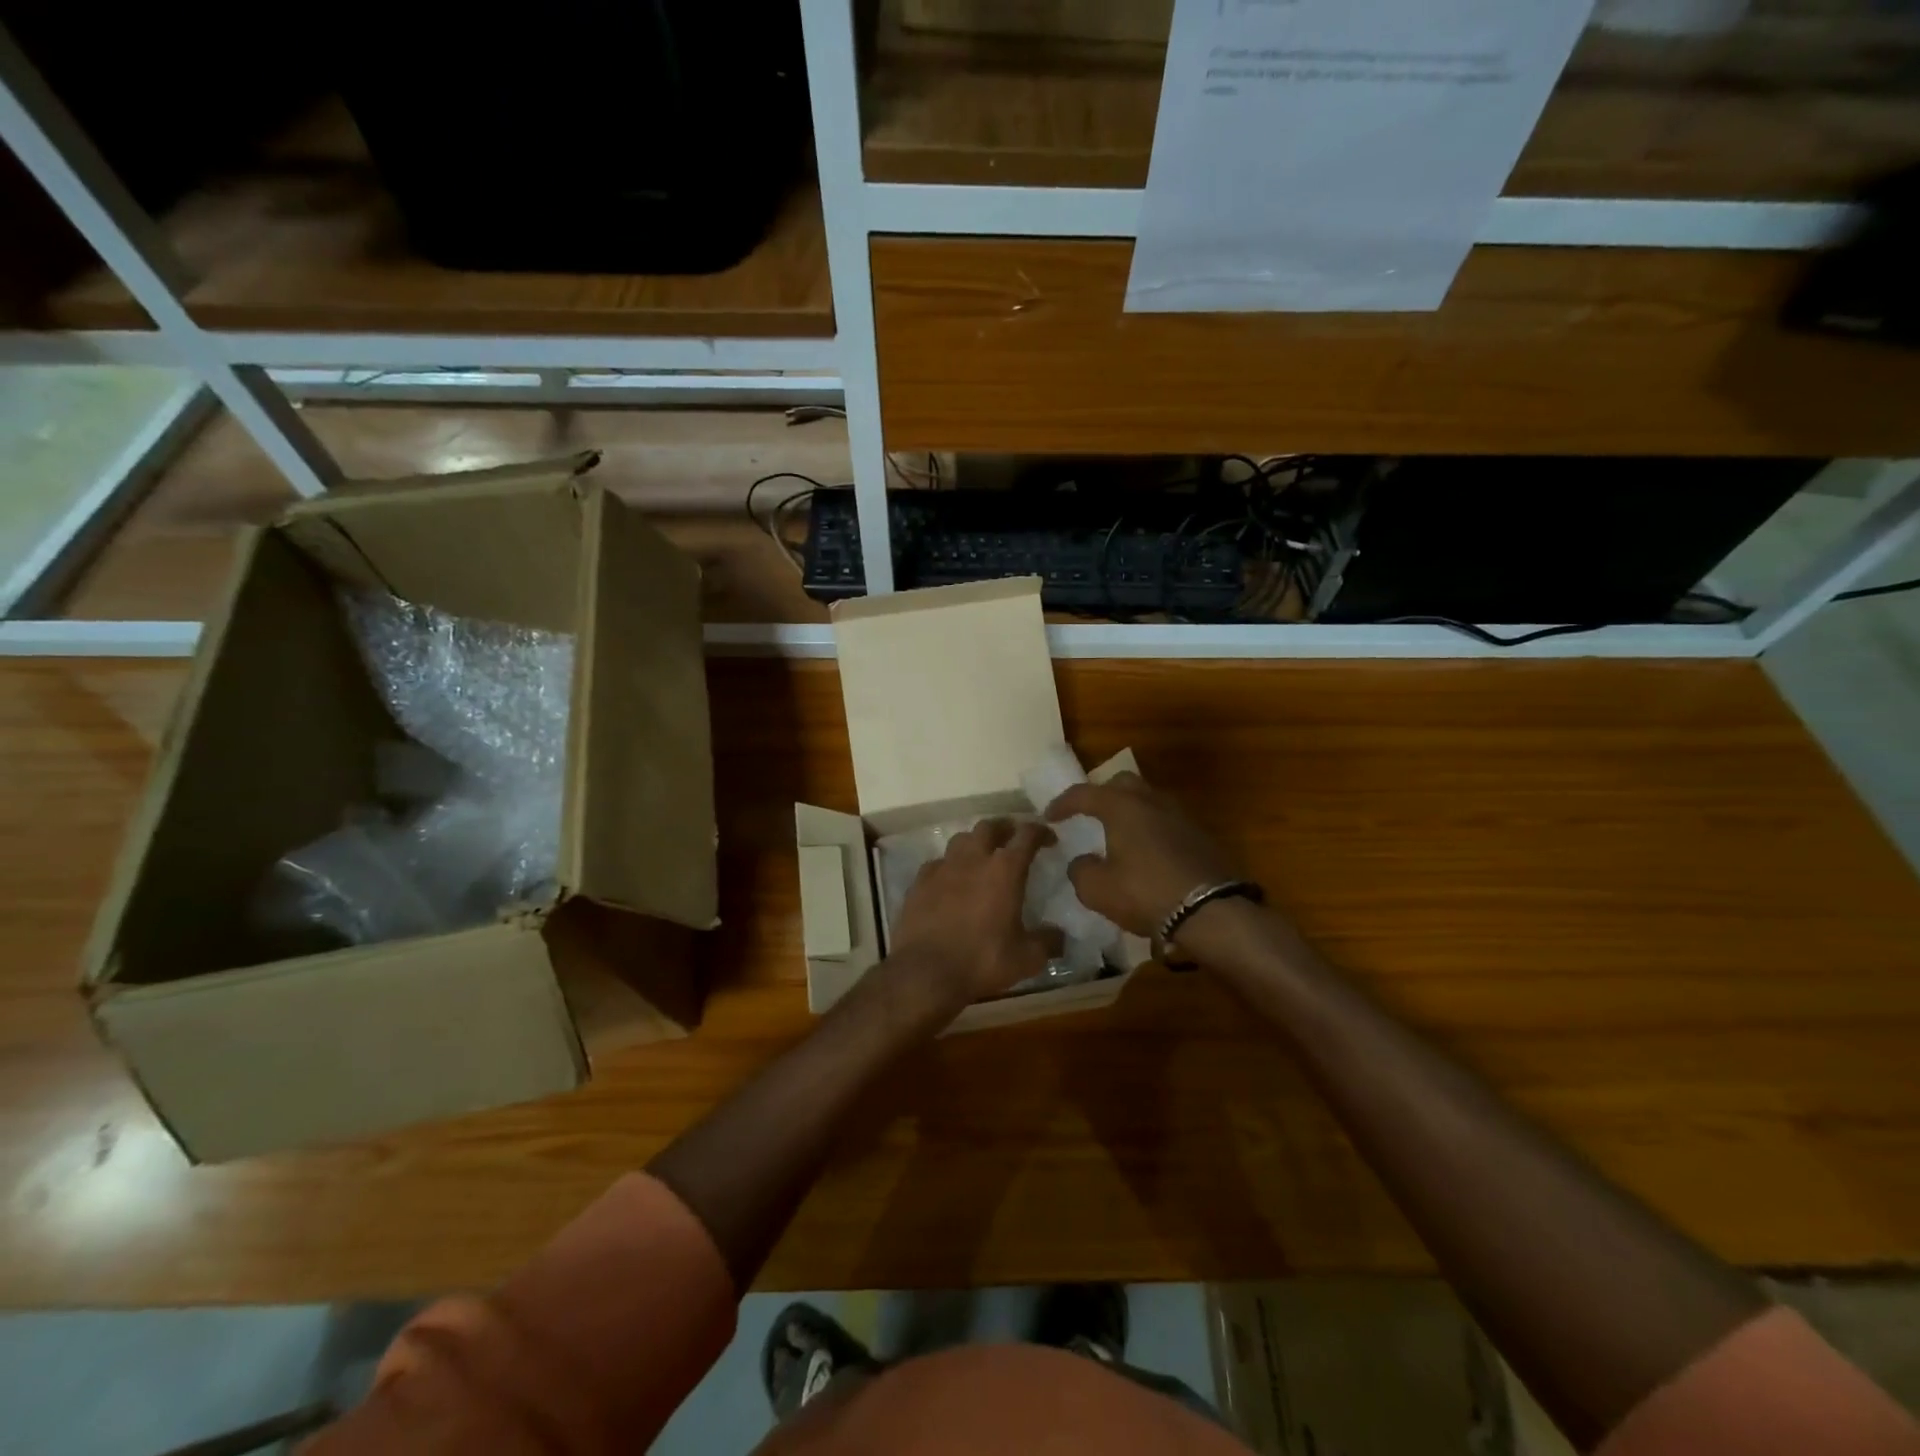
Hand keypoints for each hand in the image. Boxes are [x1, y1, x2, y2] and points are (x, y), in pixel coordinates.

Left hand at [887, 818, 1062, 1010]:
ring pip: (961, 839)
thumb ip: (1047, 943)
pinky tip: (950, 880)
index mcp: (1005, 870)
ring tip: (981, 856)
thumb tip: (1059, 937)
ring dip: (975, 842)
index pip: (1026, 835)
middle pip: (989, 827)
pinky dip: (948, 866)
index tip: (1048, 838)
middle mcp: (973, 859)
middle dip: (1004, 828)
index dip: (1040, 831)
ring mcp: (943, 867)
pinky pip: (937, 863)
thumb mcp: (1026, 958)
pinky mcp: (919, 882)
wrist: (926, 972)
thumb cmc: (982, 961)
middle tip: (1013, 839)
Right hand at [1046, 773, 1240, 937]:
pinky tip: (1144, 853)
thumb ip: (1081, 870)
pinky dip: (1150, 829)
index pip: (1085, 793)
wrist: (1211, 912)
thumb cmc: (1145, 893)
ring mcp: (1180, 817)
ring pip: (1148, 801)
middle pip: (1123, 783)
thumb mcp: (1097, 889)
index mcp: (1122, 807)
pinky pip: (1166, 822)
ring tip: (1117, 833)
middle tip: (1089, 813)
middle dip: (1102, 794)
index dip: (1063, 803)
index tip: (1049, 816)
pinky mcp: (1200, 837)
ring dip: (1130, 811)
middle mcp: (1152, 802)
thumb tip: (1082, 862)